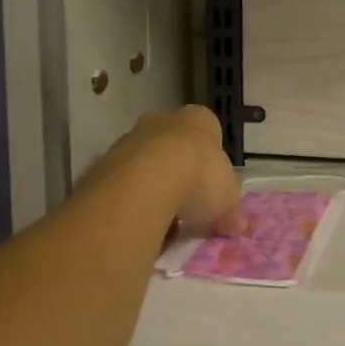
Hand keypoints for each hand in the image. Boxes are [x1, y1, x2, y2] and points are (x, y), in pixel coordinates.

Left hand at [101, 105, 241, 232]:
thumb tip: (238, 226)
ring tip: (162, 218)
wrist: (149, 180)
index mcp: (199, 119)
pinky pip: (124, 181)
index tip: (210, 185)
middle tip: (186, 203)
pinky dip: (131, 198)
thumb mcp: (228, 198)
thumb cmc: (200, 176)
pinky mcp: (106, 160)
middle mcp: (164, 120)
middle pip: (174, 144)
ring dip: (153, 185)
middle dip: (179, 170)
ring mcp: (131, 138)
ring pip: (145, 162)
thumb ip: (232, 211)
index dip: (210, 159)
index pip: (208, 131)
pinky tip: (139, 218)